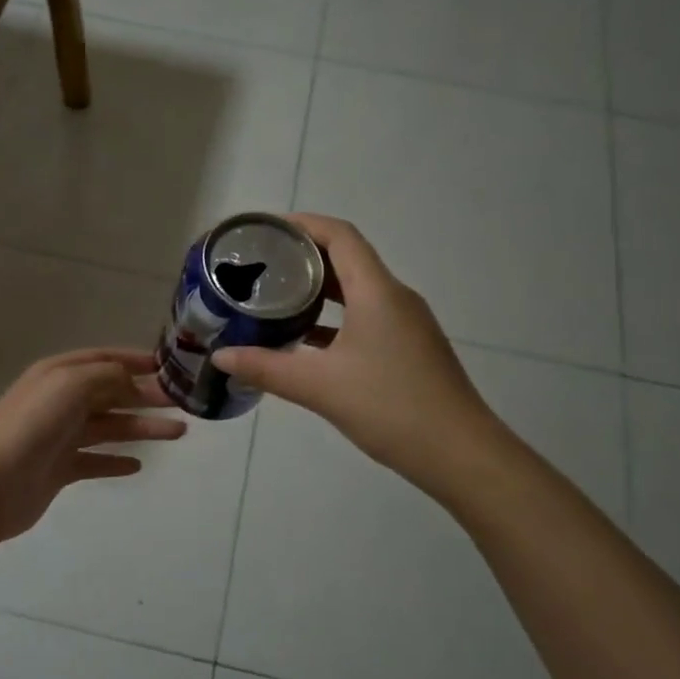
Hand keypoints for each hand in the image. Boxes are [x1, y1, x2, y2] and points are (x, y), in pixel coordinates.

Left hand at [0, 348, 186, 544]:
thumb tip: (133, 382)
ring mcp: (59, 437)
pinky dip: (116, 462)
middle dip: (146, 396)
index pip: (103, 360)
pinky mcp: (59, 470)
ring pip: (109, 428)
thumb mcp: (72, 383)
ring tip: (177, 432)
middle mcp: (60, 402)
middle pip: (111, 394)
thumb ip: (108, 377)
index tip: (167, 366)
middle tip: (182, 403)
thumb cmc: (33, 423)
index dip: (134, 360)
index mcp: (60, 374)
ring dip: (142, 428)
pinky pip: (95, 462)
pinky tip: (138, 465)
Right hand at [213, 215, 493, 486]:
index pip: (340, 236)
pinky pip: (365, 318)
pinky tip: (305, 341)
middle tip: (259, 266)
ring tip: (275, 297)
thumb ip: (266, 367)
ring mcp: (406, 324)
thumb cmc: (391, 408)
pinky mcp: (408, 348)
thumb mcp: (319, 387)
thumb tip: (220, 356)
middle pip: (346, 260)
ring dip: (318, 291)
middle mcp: (395, 298)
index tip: (265, 230)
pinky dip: (333, 319)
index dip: (302, 225)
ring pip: (356, 292)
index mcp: (377, 292)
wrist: (459, 453)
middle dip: (303, 258)